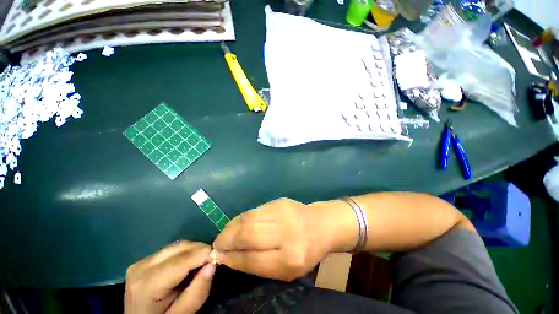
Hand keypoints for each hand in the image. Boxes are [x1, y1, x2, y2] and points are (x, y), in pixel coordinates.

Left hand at [124, 241, 215, 313]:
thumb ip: (197, 292)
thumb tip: (213, 264)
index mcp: (147, 284)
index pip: (181, 260)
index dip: (204, 254)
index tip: (220, 256)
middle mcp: (142, 267)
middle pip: (180, 247)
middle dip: (201, 250)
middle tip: (213, 260)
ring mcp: (141, 261)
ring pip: (178, 245)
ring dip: (194, 250)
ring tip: (203, 262)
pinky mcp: (145, 260)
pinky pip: (172, 249)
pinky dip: (186, 253)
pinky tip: (190, 263)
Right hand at [213, 198, 338, 281]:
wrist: (319, 225)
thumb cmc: (305, 252)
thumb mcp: (285, 270)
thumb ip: (257, 264)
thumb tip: (228, 257)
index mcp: (290, 258)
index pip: (252, 259)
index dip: (232, 258)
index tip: (218, 258)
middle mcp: (286, 233)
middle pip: (248, 234)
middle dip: (227, 240)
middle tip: (217, 245)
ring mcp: (282, 213)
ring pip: (249, 219)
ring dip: (231, 227)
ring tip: (224, 234)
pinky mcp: (279, 201)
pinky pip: (254, 211)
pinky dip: (241, 218)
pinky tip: (237, 224)